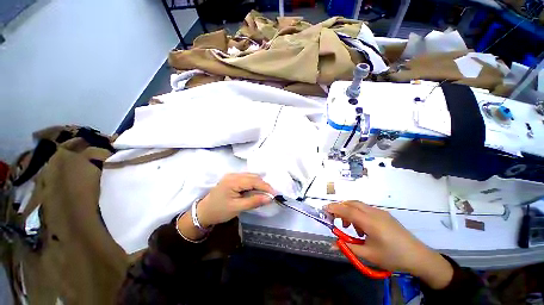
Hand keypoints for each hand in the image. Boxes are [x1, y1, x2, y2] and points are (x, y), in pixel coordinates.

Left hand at [196, 173, 274, 226]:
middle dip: (263, 185)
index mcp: (233, 181)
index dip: (265, 186)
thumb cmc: (219, 211)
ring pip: (251, 176)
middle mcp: (233, 175)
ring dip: (259, 184)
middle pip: (253, 177)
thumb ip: (254, 201)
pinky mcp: (232, 179)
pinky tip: (256, 190)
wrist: (204, 212)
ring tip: (265, 193)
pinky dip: (254, 183)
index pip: (253, 181)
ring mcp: (232, 176)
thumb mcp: (237, 208)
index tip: (275, 194)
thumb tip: (269, 198)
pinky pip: (247, 178)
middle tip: (271, 194)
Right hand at [325, 201, 452, 288]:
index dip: (334, 208)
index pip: (347, 210)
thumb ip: (349, 247)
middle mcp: (374, 212)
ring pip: (358, 205)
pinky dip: (358, 213)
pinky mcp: (384, 215)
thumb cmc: (392, 257)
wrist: (419, 257)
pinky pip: (366, 209)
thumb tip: (333, 245)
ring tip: (351, 227)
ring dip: (350, 211)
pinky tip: (362, 228)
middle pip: (351, 203)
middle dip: (340, 208)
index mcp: (370, 222)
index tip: (324, 210)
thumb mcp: (369, 255)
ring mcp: (380, 212)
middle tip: (335, 219)